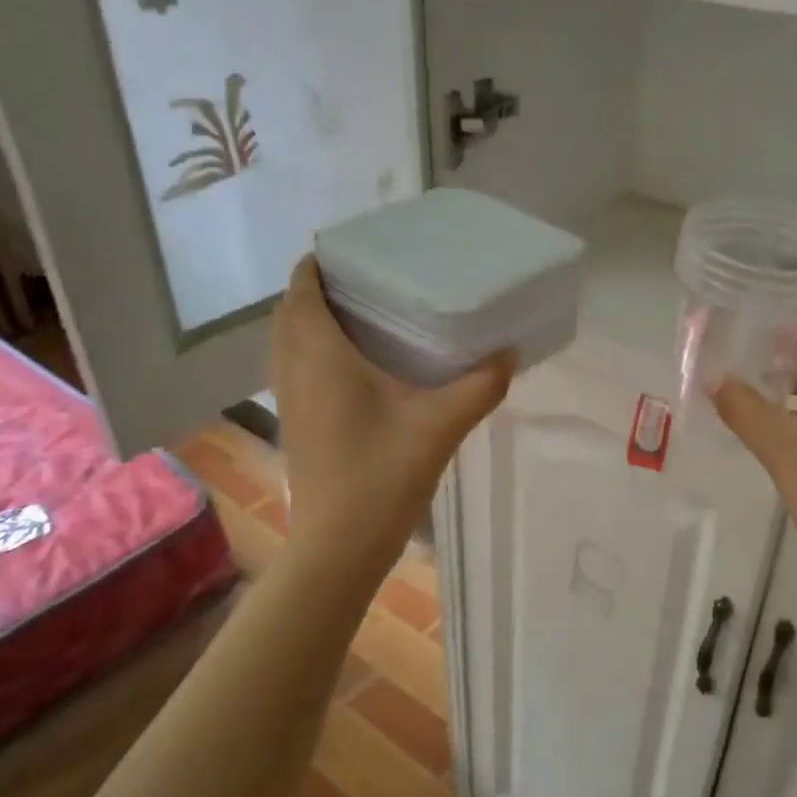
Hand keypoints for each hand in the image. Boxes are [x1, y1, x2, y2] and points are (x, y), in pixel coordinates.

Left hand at [271, 257, 512, 573]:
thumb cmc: (383, 476)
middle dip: (319, 288)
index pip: (302, 288)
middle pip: (290, 310)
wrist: (339, 545)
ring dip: (312, 319)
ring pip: (287, 340)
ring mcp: (289, 398)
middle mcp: (294, 368)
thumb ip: (480, 385)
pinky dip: (313, 349)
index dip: (320, 263)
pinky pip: (294, 366)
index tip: (358, 251)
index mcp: (321, 355)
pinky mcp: (295, 422)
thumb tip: (510, 353)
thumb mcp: (441, 426)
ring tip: (363, 315)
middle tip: (369, 281)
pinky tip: (357, 366)